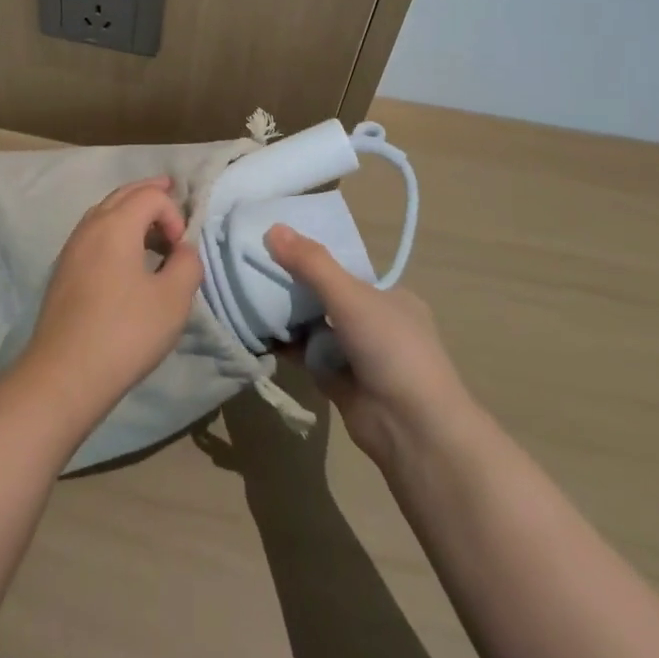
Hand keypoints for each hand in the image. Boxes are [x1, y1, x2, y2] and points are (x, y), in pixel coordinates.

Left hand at [19, 177, 201, 423]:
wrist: (64, 373)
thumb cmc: (124, 332)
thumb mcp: (173, 300)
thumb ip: (187, 265)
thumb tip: (182, 251)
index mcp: (115, 224)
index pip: (150, 195)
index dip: (173, 213)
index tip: (181, 250)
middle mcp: (89, 227)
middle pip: (122, 194)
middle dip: (149, 193)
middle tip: (169, 189)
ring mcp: (71, 248)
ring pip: (104, 213)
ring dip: (130, 212)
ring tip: (151, 227)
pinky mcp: (63, 271)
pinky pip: (93, 235)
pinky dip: (114, 231)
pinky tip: (125, 256)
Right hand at [265, 224, 471, 470]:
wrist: (412, 429)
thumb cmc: (391, 349)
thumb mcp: (350, 296)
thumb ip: (311, 263)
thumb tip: (272, 228)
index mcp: (390, 297)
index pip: (345, 269)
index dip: (312, 257)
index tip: (276, 245)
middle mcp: (375, 323)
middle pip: (325, 296)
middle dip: (294, 286)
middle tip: (253, 268)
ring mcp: (357, 354)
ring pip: (314, 325)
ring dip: (287, 316)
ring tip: (246, 294)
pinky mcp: (338, 382)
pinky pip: (306, 354)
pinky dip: (286, 345)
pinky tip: (256, 331)